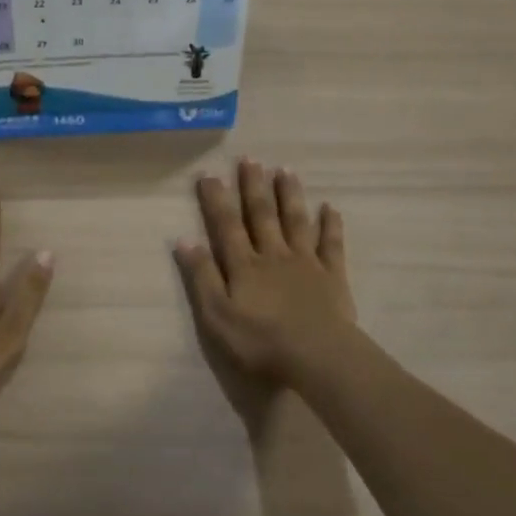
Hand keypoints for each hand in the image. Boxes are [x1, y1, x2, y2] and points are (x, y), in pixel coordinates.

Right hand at [174, 160, 363, 387]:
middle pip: (262, 214)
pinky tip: (330, 207)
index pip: (226, 225)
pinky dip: (331, 225)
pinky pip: (331, 244)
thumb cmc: (261, 341)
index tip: (209, 174)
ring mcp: (306, 262)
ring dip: (290, 195)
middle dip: (253, 186)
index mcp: (244, 265)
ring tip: (284, 169)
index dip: (216, 199)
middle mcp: (274, 254)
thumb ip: (202, 277)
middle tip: (249, 158)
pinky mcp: (332, 276)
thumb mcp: (217, 315)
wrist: (317, 356)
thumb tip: (183, 239)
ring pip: (296, 221)